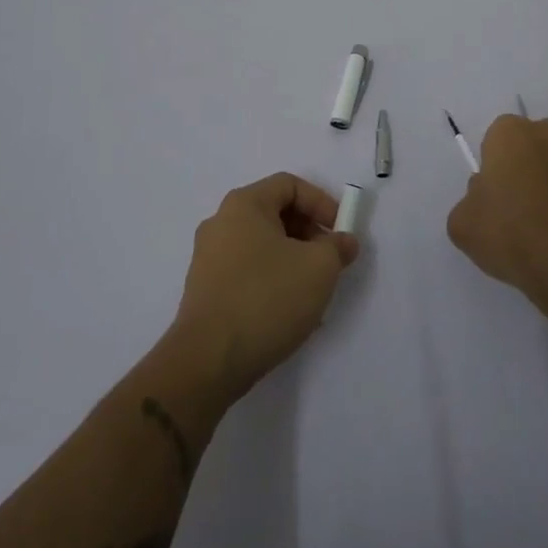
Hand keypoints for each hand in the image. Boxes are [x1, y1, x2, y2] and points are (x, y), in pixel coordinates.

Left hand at [171, 174, 358, 403]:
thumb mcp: (319, 268)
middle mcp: (221, 223)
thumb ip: (337, 247)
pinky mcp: (205, 290)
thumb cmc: (266, 299)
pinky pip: (247, 271)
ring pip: (262, 245)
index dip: (321, 202)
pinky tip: (287, 311)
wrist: (207, 362)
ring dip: (293, 259)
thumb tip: (343, 242)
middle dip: (309, 232)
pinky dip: (272, 279)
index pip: (290, 185)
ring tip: (313, 290)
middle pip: (274, 213)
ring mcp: (208, 258)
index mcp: (244, 205)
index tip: (340, 231)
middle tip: (330, 260)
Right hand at [447, 115, 547, 318]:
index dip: (497, 162)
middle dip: (531, 162)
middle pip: (535, 140)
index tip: (498, 191)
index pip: (499, 135)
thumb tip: (486, 194)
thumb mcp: (463, 223)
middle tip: (525, 203)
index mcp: (510, 134)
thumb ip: (470, 198)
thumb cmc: (510, 237)